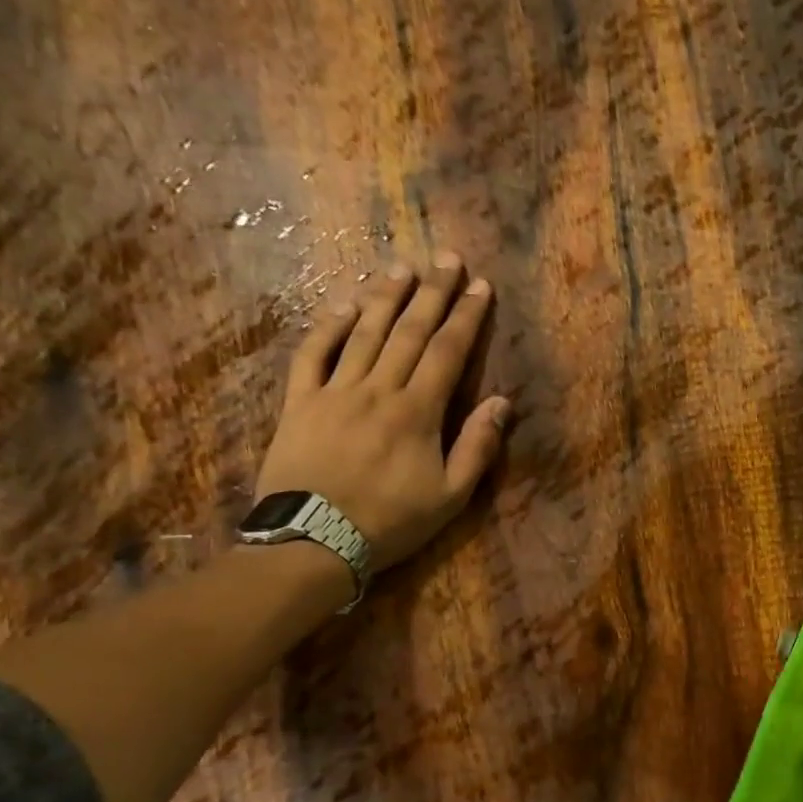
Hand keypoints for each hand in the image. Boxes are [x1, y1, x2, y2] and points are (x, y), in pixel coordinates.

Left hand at [254, 253, 510, 574]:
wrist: (314, 543)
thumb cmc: (391, 522)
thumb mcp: (451, 497)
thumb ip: (478, 447)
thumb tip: (502, 402)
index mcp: (418, 411)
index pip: (448, 352)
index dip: (466, 316)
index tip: (479, 286)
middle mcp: (378, 389)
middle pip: (410, 332)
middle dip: (433, 293)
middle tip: (447, 258)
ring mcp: (334, 392)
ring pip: (363, 334)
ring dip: (385, 298)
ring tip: (402, 268)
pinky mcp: (299, 403)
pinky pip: (312, 355)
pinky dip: (327, 327)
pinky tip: (342, 306)